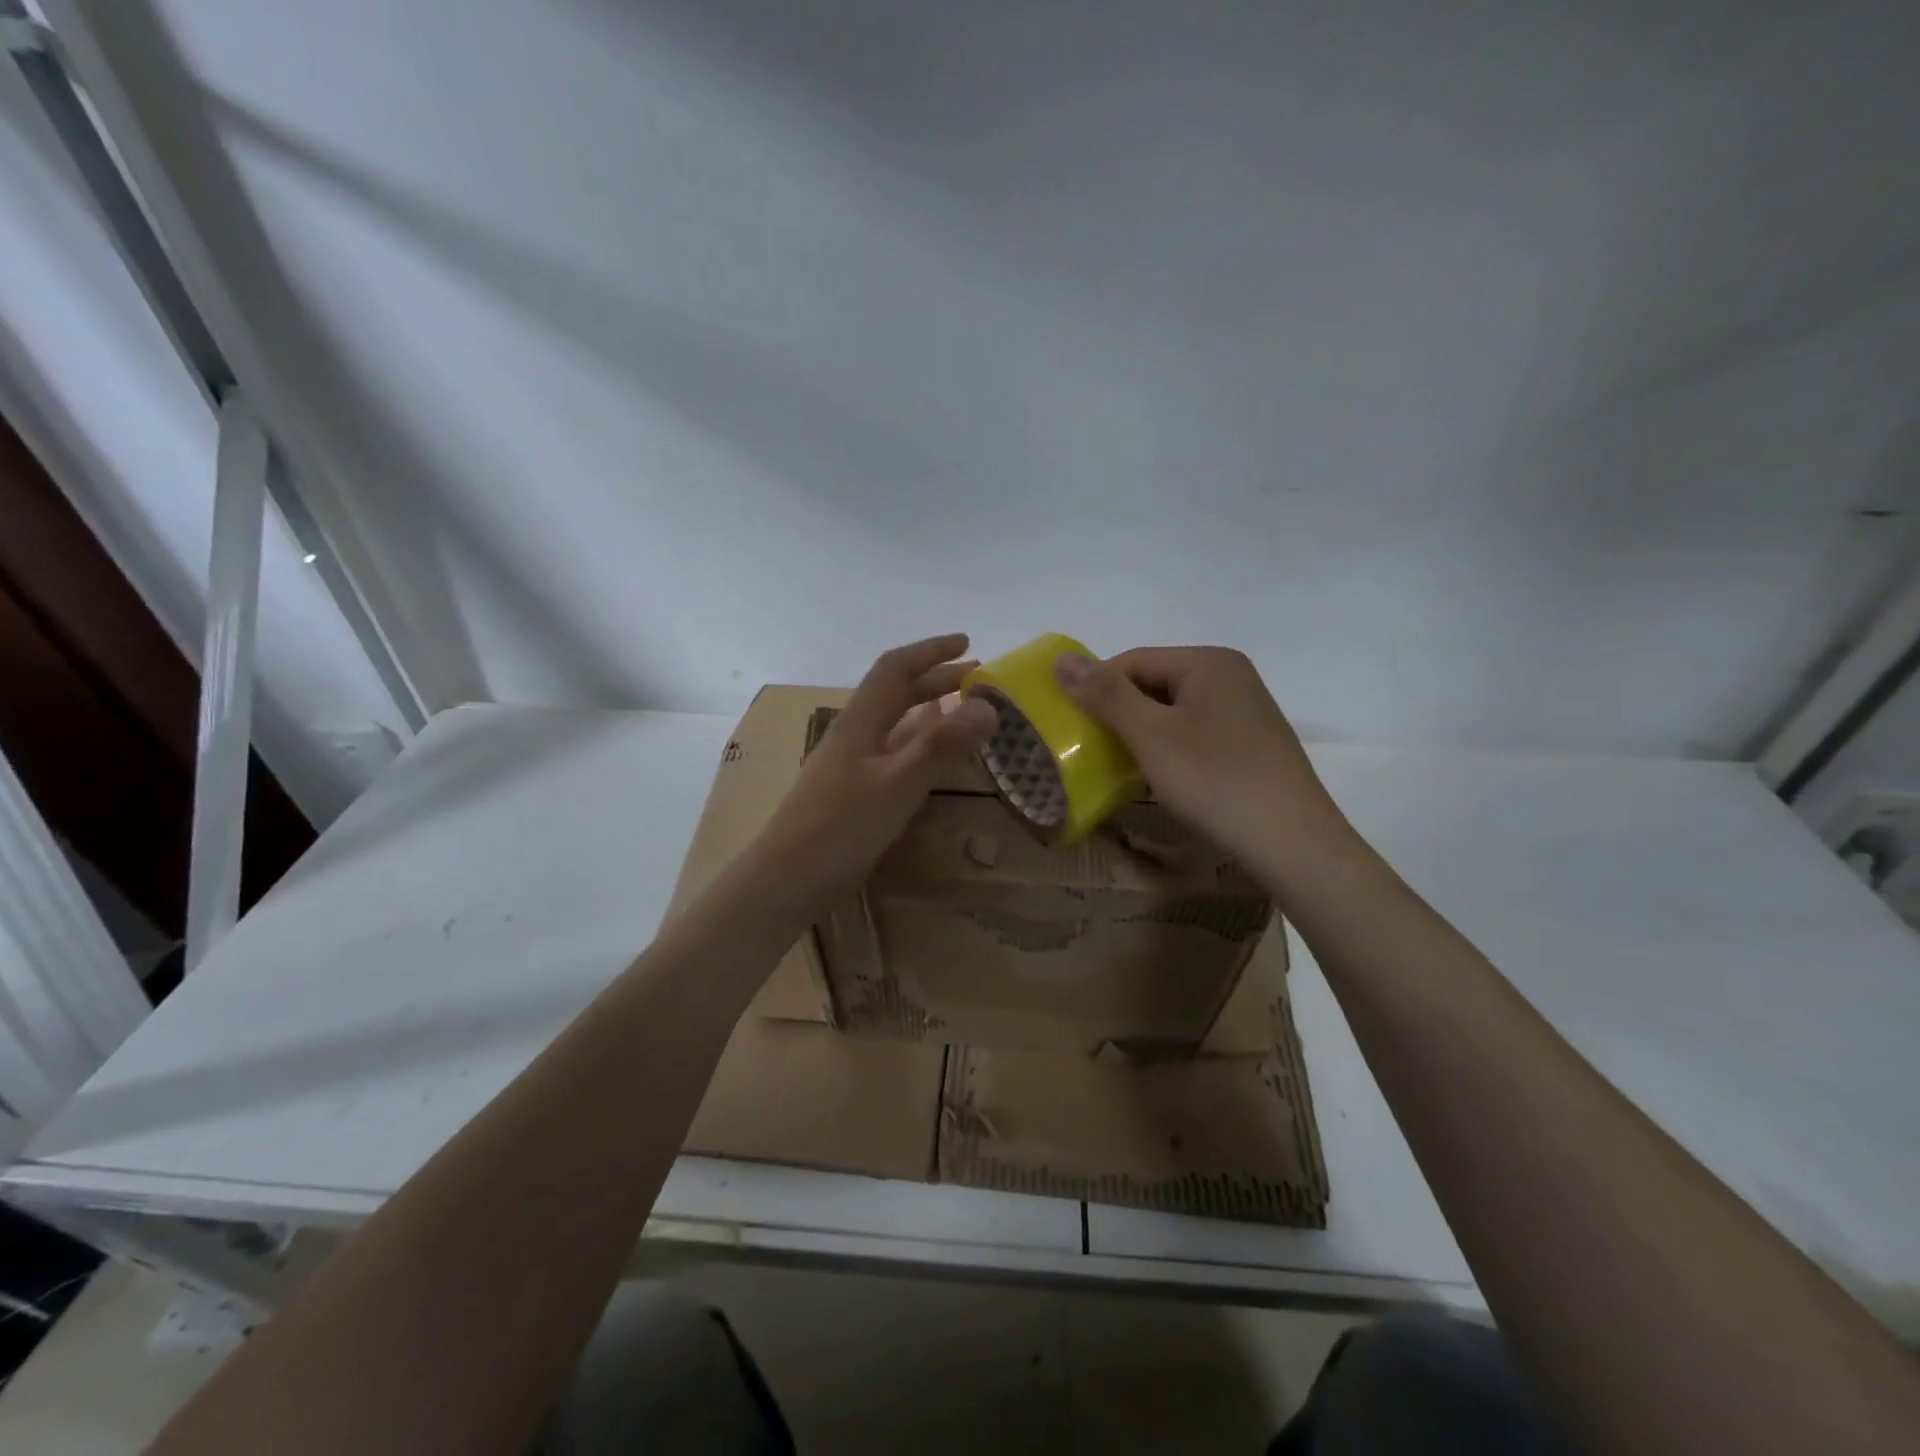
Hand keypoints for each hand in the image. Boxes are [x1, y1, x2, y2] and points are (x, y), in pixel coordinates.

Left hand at [754, 634, 996, 905]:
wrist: (783, 882)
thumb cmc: (838, 830)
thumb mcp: (896, 786)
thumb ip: (940, 747)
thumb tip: (988, 706)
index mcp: (860, 723)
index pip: (895, 669)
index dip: (931, 651)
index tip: (967, 642)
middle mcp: (854, 735)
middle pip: (895, 693)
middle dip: (936, 678)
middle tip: (978, 677)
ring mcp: (850, 765)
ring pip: (894, 724)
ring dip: (929, 710)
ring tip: (963, 709)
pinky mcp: (851, 793)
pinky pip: (892, 753)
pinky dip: (918, 745)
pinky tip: (931, 758)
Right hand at [1054, 646, 1351, 878]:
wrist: (1292, 842)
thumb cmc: (1215, 780)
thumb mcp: (1150, 735)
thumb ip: (1105, 695)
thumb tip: (1062, 659)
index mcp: (1207, 662)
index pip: (1133, 661)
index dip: (1096, 689)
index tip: (1072, 725)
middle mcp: (1231, 676)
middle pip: (1154, 683)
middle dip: (1120, 713)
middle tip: (1092, 749)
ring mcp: (1246, 710)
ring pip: (1174, 711)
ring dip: (1143, 734)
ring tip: (1122, 766)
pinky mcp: (1252, 743)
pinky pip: (1196, 732)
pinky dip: (1170, 748)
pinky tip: (1161, 777)